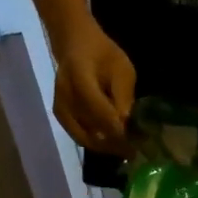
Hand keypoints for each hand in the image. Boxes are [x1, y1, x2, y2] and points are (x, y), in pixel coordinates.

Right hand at [54, 26, 135, 153]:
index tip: (137, 143)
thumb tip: (128, 125)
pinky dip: (96, 143)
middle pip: (91, 130)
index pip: (100, 113)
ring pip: (85, 138)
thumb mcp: (122, 69)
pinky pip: (79, 137)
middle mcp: (65, 96)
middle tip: (134, 151)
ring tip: (125, 149)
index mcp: (80, 79)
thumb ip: (124, 97)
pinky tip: (111, 143)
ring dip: (106, 146)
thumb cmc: (102, 54)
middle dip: (115, 143)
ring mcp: (60, 108)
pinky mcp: (60, 116)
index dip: (119, 131)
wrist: (75, 46)